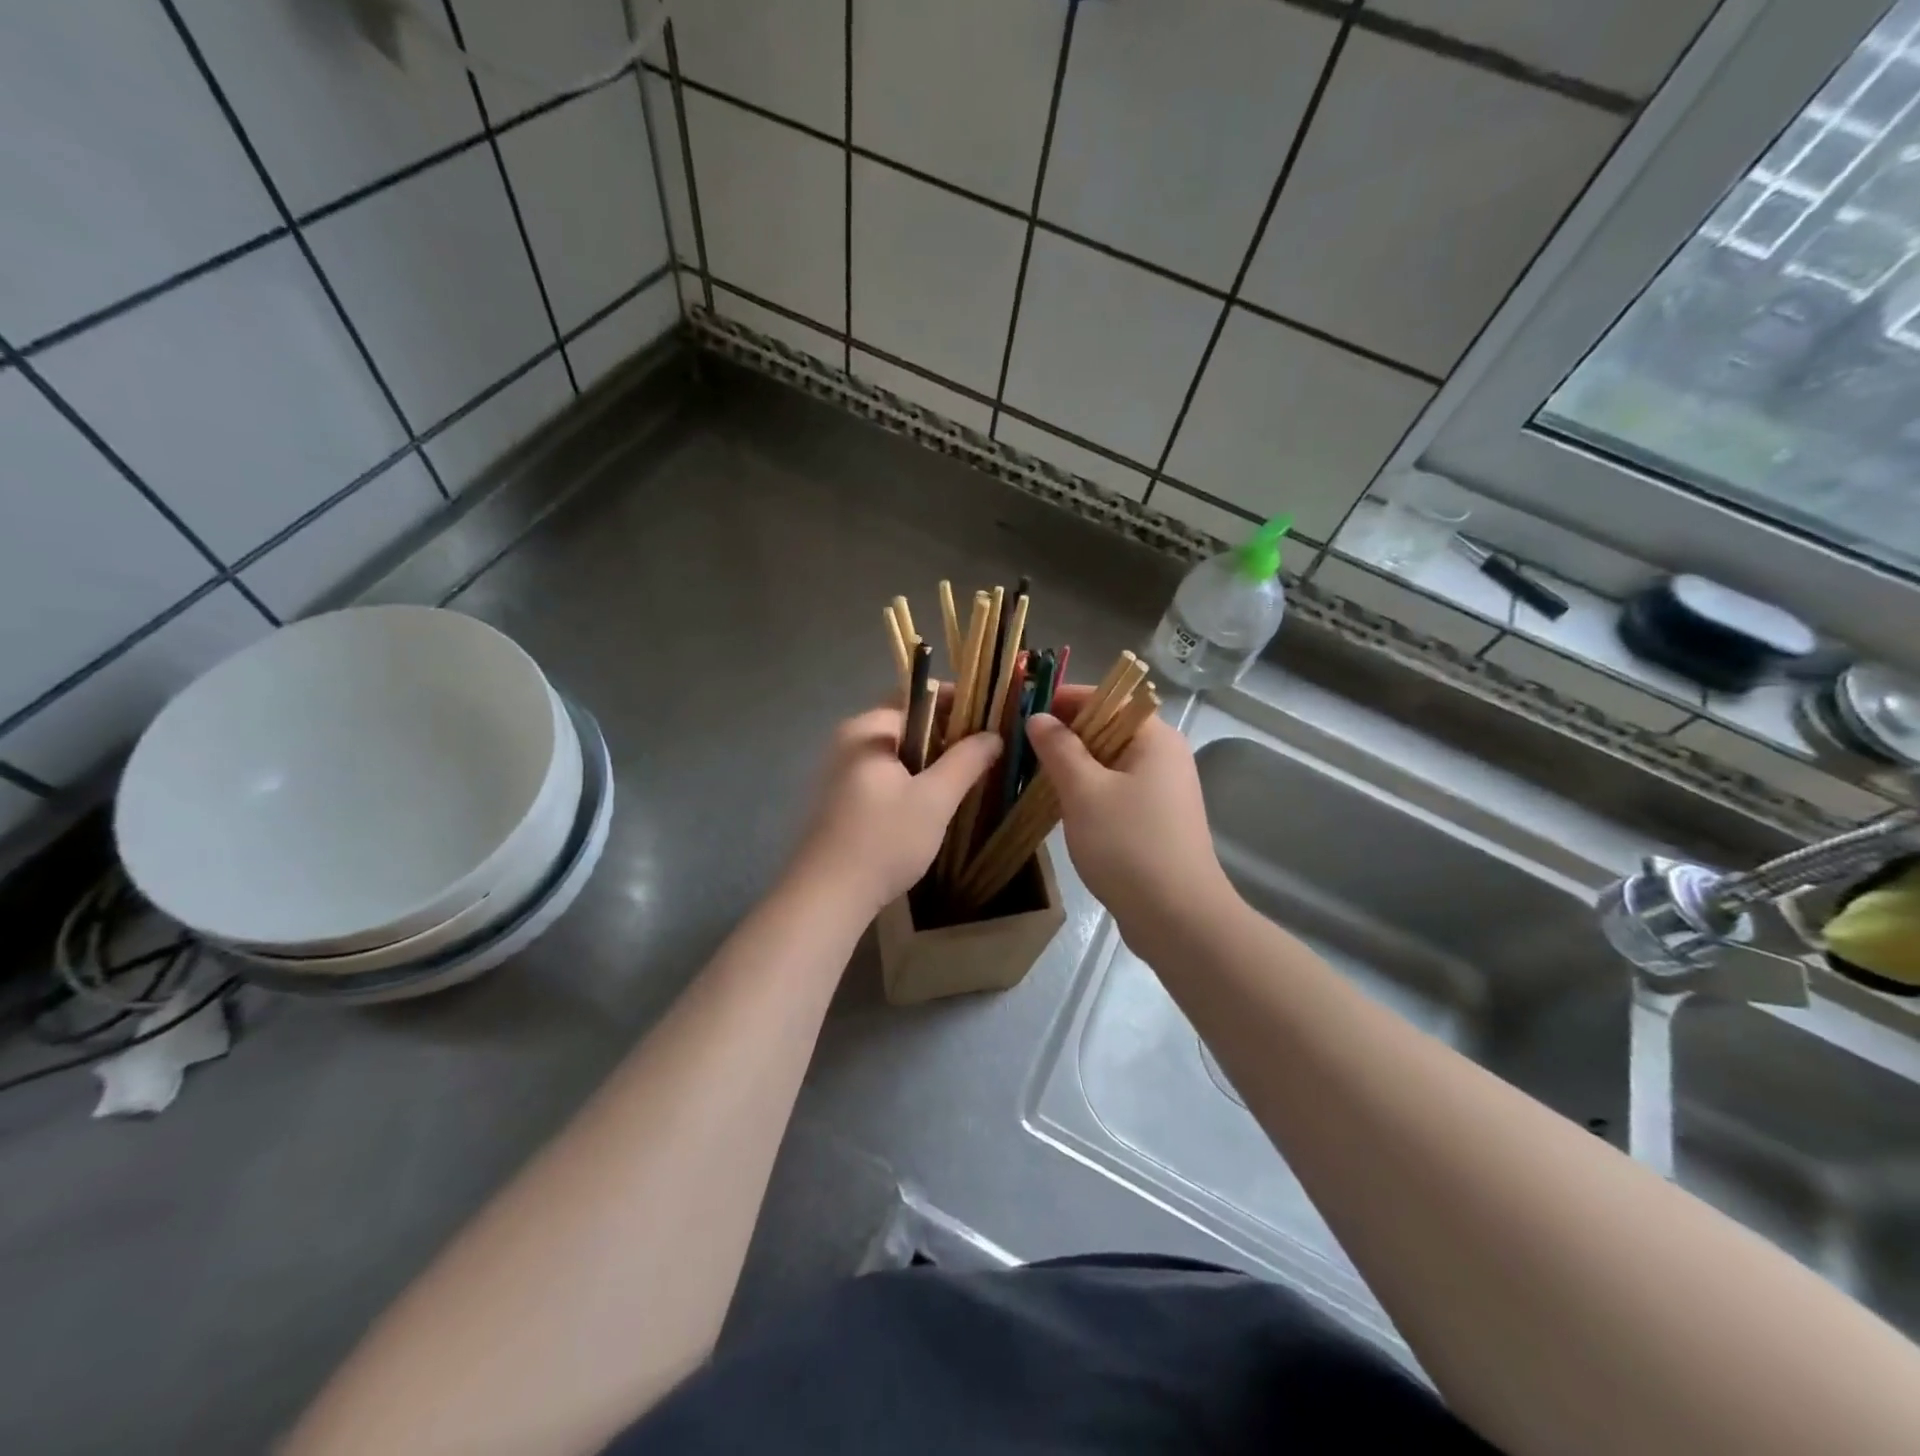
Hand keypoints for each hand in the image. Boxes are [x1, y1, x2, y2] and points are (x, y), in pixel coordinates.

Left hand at [790, 704, 1001, 914]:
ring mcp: (839, 773)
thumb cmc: (884, 840)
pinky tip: (931, 805)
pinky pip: (883, 777)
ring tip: (965, 779)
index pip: (915, 697)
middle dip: (946, 735)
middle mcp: (847, 743)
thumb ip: (966, 761)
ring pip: (896, 755)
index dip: (955, 702)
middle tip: (983, 752)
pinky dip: (910, 781)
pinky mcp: (839, 802)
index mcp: (867, 731)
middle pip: (905, 725)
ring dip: (929, 762)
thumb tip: (992, 735)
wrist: (827, 897)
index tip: (988, 718)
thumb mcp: (934, 799)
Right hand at [1025, 687, 1232, 929]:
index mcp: (1155, 738)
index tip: (1023, 709)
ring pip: (1110, 762)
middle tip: (1021, 745)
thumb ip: (1059, 749)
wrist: (1177, 918)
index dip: (1065, 699)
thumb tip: (1038, 718)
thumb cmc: (1128, 845)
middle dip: (1065, 734)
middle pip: (1108, 728)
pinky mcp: (1156, 820)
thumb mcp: (1084, 791)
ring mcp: (1163, 790)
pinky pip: (1116, 790)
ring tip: (1032, 773)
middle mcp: (1165, 756)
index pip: (1107, 698)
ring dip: (1074, 765)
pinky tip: (1060, 805)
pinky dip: (1088, 791)